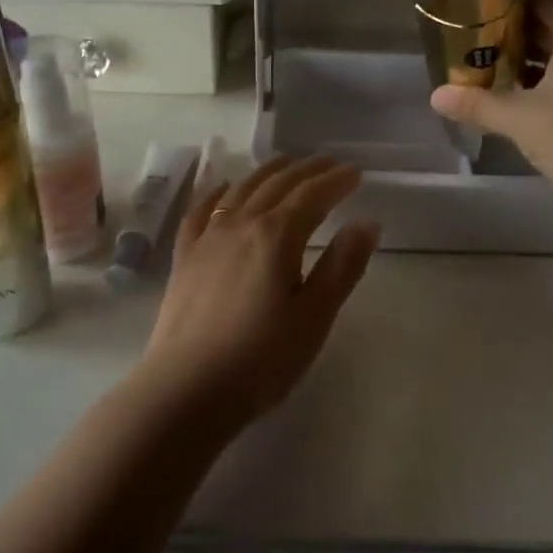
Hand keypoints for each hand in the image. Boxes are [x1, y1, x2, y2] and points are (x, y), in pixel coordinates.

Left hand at [133, 155, 379, 428]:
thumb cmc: (262, 358)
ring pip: (241, 190)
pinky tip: (223, 187)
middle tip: (329, 162)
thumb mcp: (315, 315)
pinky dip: (217, 192)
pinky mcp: (185, 257)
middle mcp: (240, 224)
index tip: (356, 173)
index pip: (313, 195)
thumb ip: (342, 265)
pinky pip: (201, 211)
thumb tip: (367, 222)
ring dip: (268, 172)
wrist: (187, 389)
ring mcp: (207, 238)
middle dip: (307, 170)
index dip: (337, 180)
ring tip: (286, 164)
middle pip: (278, 184)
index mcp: (277, 235)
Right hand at [431, 0, 552, 229]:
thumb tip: (436, 96)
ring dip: (522, 55)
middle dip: (508, 28)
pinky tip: (512, 96)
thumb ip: (477, 103)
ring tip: (483, 68)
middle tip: (469, 41)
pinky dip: (540, 77)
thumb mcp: (520, 120)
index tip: (472, 7)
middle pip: (547, 18)